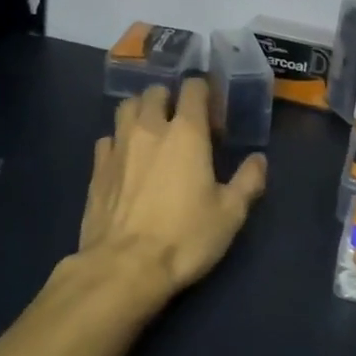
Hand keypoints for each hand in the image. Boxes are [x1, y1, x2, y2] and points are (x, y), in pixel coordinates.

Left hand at [74, 78, 266, 306]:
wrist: (124, 268)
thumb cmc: (184, 238)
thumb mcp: (230, 214)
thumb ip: (248, 181)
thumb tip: (258, 160)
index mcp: (186, 132)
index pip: (193, 88)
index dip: (204, 94)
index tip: (212, 117)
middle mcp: (149, 128)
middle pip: (155, 92)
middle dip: (170, 100)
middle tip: (181, 125)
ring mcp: (118, 145)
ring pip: (126, 107)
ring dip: (140, 112)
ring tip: (151, 134)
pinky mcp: (97, 168)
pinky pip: (107, 139)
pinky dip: (118, 141)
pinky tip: (126, 161)